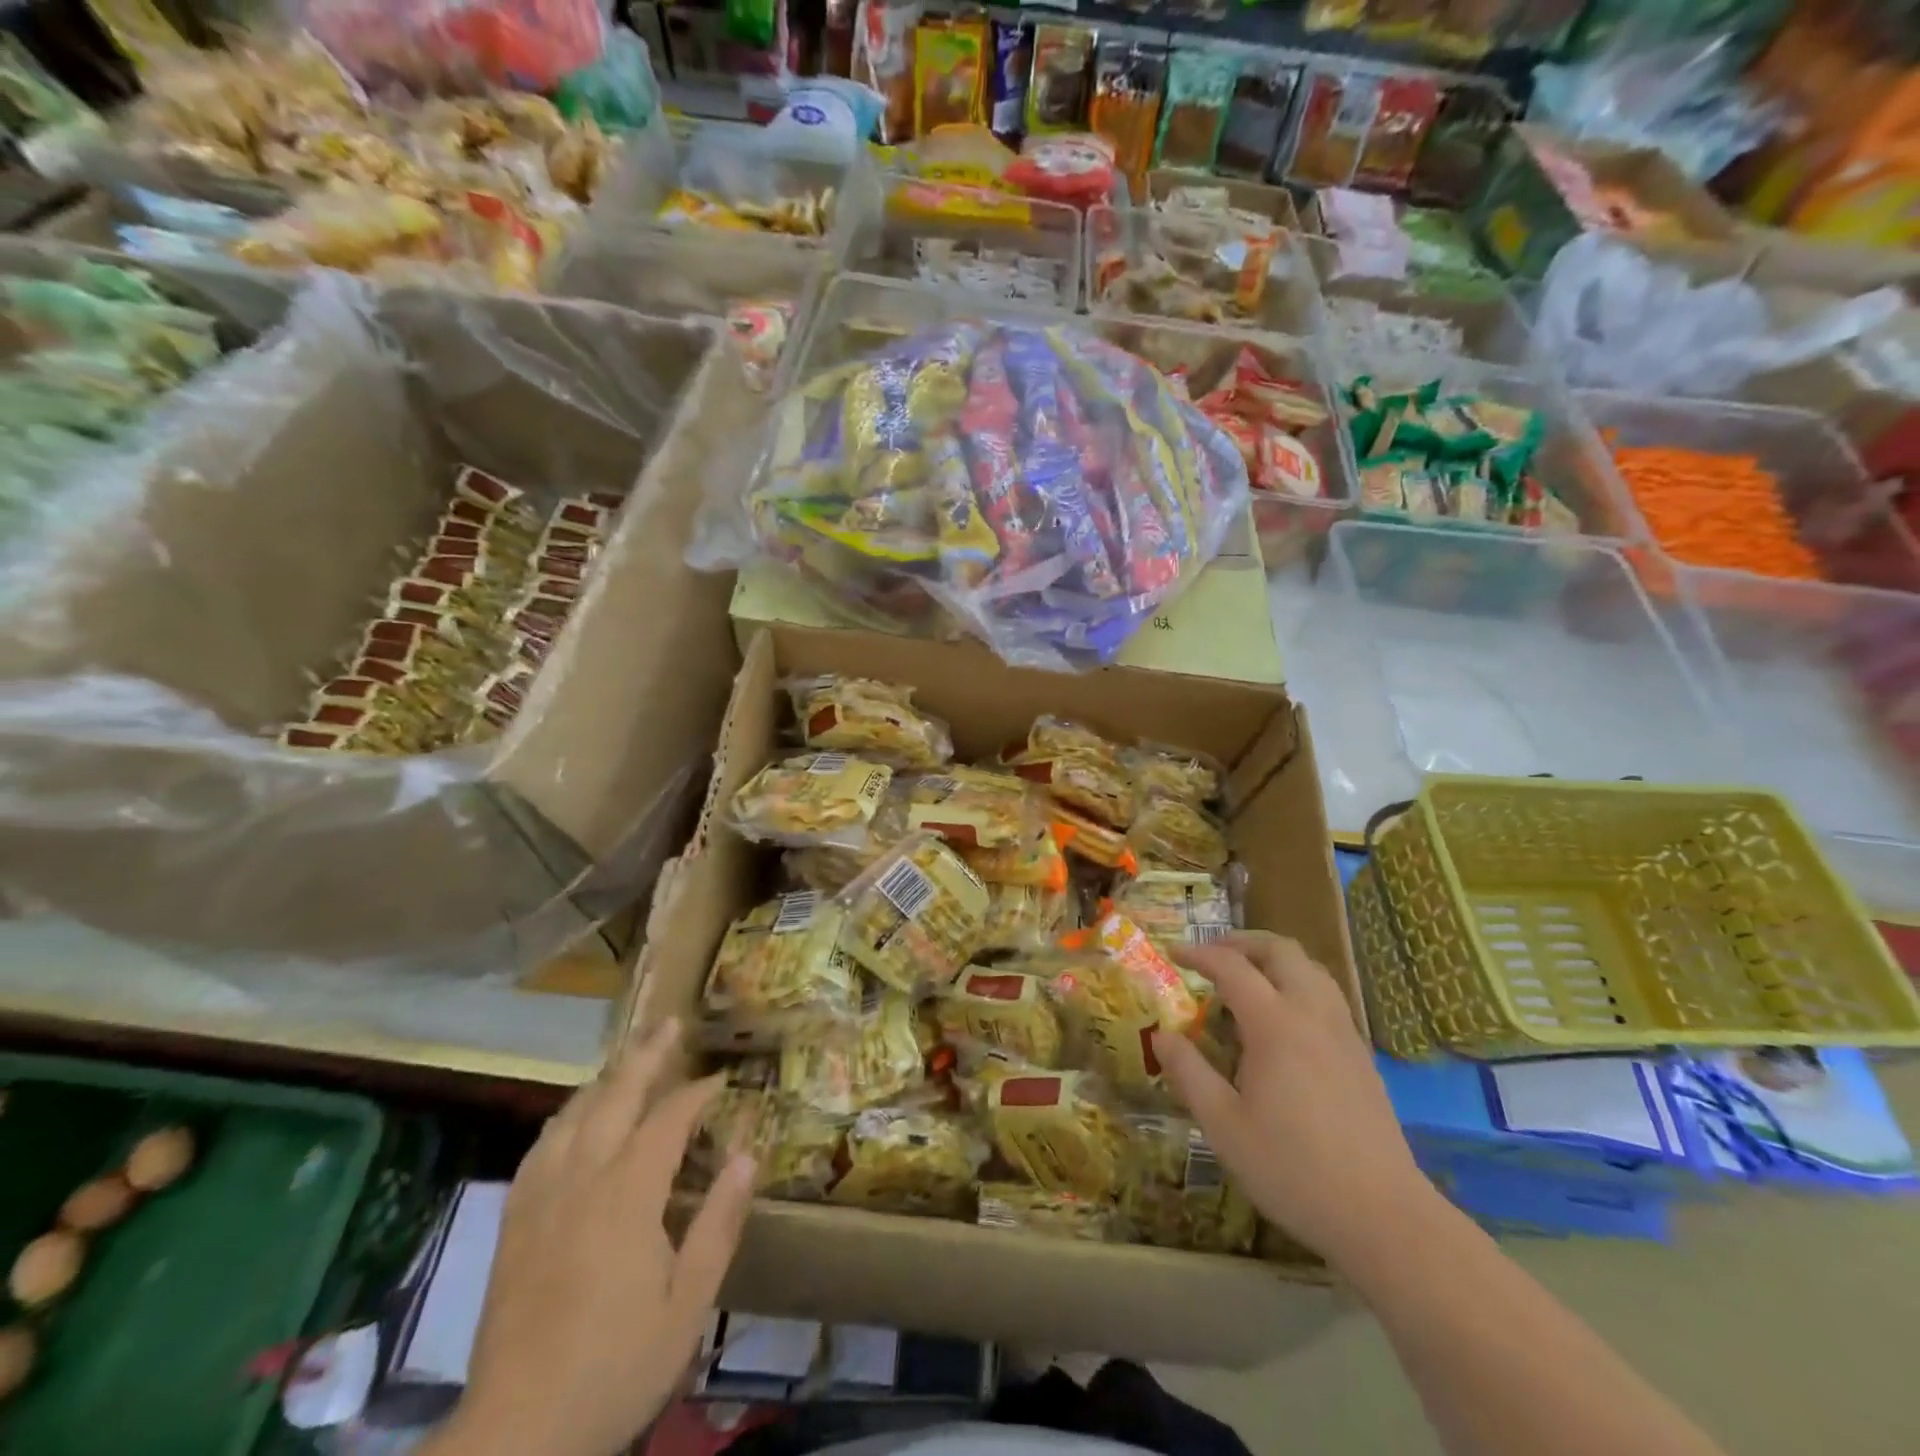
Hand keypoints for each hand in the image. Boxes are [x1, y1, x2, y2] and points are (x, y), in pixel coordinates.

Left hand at [427, 1016, 756, 1455]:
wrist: (517, 1435)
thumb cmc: (616, 1365)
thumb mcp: (689, 1302)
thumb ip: (719, 1222)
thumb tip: (749, 1153)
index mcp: (627, 1195)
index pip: (668, 1119)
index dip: (697, 1092)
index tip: (722, 1079)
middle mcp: (581, 1179)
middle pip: (615, 1096)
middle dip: (647, 1056)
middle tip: (670, 1023)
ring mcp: (541, 1198)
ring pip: (573, 1113)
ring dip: (606, 1078)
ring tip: (629, 1058)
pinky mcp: (514, 1221)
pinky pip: (541, 1146)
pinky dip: (566, 1116)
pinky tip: (574, 1116)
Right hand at [1152, 932, 1437, 1272]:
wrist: (1382, 1216)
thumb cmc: (1292, 1168)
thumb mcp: (1223, 1125)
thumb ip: (1188, 1073)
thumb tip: (1162, 1036)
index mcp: (1274, 1024)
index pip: (1232, 967)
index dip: (1199, 954)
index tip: (1174, 954)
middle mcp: (1312, 1014)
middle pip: (1280, 951)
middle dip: (1242, 942)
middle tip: (1213, 955)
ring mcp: (1343, 1033)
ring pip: (1310, 968)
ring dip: (1274, 960)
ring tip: (1247, 978)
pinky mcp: (1361, 1055)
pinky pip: (1327, 995)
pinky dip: (1298, 984)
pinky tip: (1283, 1019)